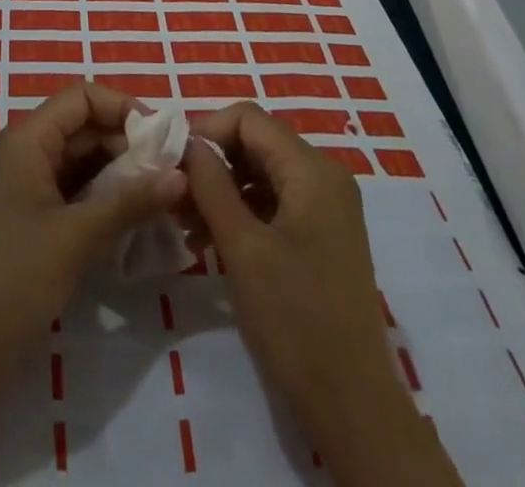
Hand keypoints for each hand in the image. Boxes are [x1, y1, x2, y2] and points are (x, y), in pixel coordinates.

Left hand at [0, 83, 187, 378]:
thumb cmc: (13, 279)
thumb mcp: (76, 237)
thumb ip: (130, 201)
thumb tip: (181, 175)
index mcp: (27, 139)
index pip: (81, 98)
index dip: (123, 108)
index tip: (164, 138)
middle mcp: (26, 153)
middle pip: (84, 128)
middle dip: (128, 145)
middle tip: (174, 173)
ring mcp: (27, 188)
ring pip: (82, 163)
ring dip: (121, 174)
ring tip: (164, 196)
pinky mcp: (32, 221)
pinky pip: (75, 193)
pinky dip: (104, 200)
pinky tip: (136, 220)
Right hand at [184, 103, 457, 486]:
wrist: (353, 406)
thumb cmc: (295, 320)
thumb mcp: (242, 247)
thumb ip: (211, 185)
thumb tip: (186, 142)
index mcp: (312, 170)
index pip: (248, 119)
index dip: (206, 130)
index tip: (171, 160)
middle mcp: (324, 176)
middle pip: (255, 143)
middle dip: (211, 162)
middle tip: (173, 194)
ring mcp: (326, 206)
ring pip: (261, 172)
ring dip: (221, 189)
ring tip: (184, 223)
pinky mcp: (322, 234)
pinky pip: (274, 201)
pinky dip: (240, 211)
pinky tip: (208, 240)